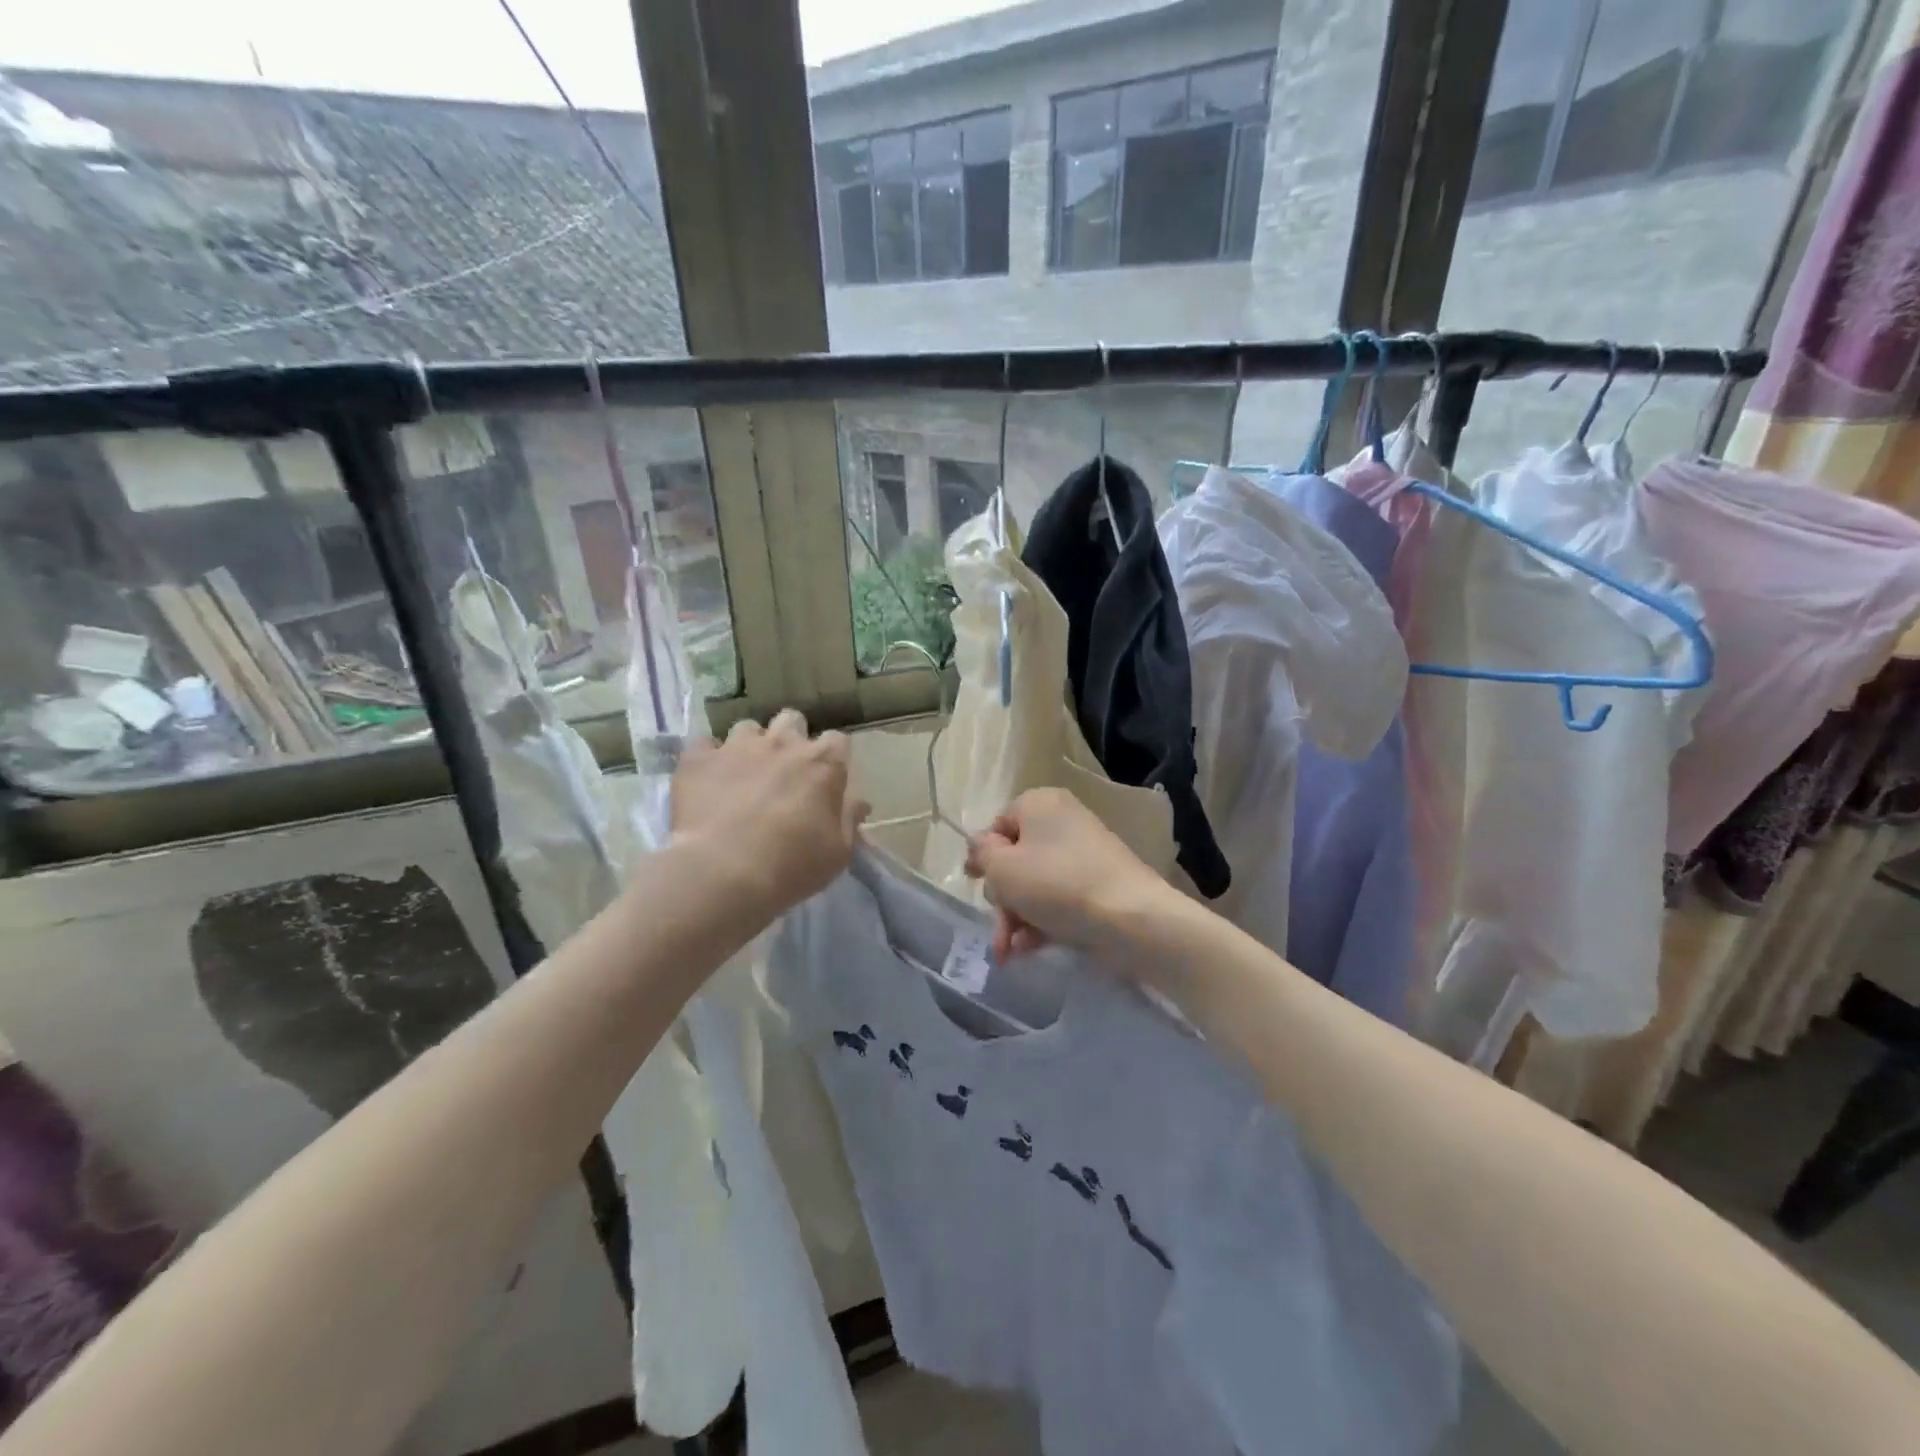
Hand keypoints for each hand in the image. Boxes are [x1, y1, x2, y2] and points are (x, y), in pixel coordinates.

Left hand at [671, 709, 868, 918]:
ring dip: (750, 746)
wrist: (721, 873)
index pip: (838, 740)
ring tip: (743, 774)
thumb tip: (859, 802)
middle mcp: (782, 744)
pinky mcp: (698, 759)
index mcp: (822, 764)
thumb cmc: (791, 866)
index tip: (827, 778)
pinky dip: (708, 759)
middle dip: (791, 739)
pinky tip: (707, 780)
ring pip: (748, 728)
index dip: (833, 757)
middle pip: (792, 720)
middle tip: (785, 771)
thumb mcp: (837, 853)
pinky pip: (704, 745)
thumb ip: (849, 820)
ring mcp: (736, 746)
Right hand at [964, 788, 1174, 962]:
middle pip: (1015, 858)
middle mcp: (1063, 822)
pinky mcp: (1099, 886)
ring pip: (1035, 885)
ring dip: (1016, 918)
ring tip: (1009, 953)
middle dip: (1001, 898)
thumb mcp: (1002, 868)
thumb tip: (981, 846)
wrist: (1131, 918)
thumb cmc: (1057, 884)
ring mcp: (1084, 855)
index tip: (972, 882)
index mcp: (1040, 804)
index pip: (998, 824)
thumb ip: (982, 853)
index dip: (983, 855)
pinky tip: (1029, 950)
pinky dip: (1041, 922)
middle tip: (998, 926)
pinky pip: (1058, 899)